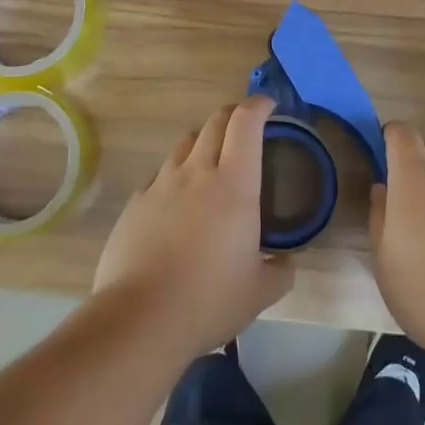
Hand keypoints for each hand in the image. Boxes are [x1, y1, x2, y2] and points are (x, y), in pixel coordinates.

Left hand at [93, 95, 293, 359]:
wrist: (140, 318)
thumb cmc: (209, 299)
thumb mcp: (260, 292)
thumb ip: (281, 271)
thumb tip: (288, 262)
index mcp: (235, 184)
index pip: (246, 122)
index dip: (259, 105)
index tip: (269, 106)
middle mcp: (198, 171)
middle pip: (214, 122)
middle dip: (232, 114)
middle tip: (244, 128)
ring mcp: (161, 184)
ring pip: (185, 143)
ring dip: (202, 141)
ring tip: (210, 161)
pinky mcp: (135, 202)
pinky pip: (159, 175)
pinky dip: (174, 176)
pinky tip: (176, 201)